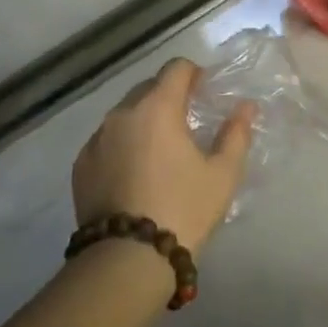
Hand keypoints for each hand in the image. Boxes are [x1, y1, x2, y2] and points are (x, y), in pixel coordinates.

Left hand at [72, 58, 252, 253]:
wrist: (128, 258)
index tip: (204, 91)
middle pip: (147, 88)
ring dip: (142, 121)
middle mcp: (122, 114)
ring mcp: (96, 138)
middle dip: (168, 96)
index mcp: (157, 107)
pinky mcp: (81, 164)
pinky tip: (133, 173)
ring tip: (159, 151)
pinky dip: (121, 145)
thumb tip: (246, 107)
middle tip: (186, 123)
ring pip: (124, 115)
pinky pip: (106, 141)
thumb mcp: (222, 175)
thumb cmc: (183, 209)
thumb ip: (236, 134)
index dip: (193, 73)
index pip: (176, 68)